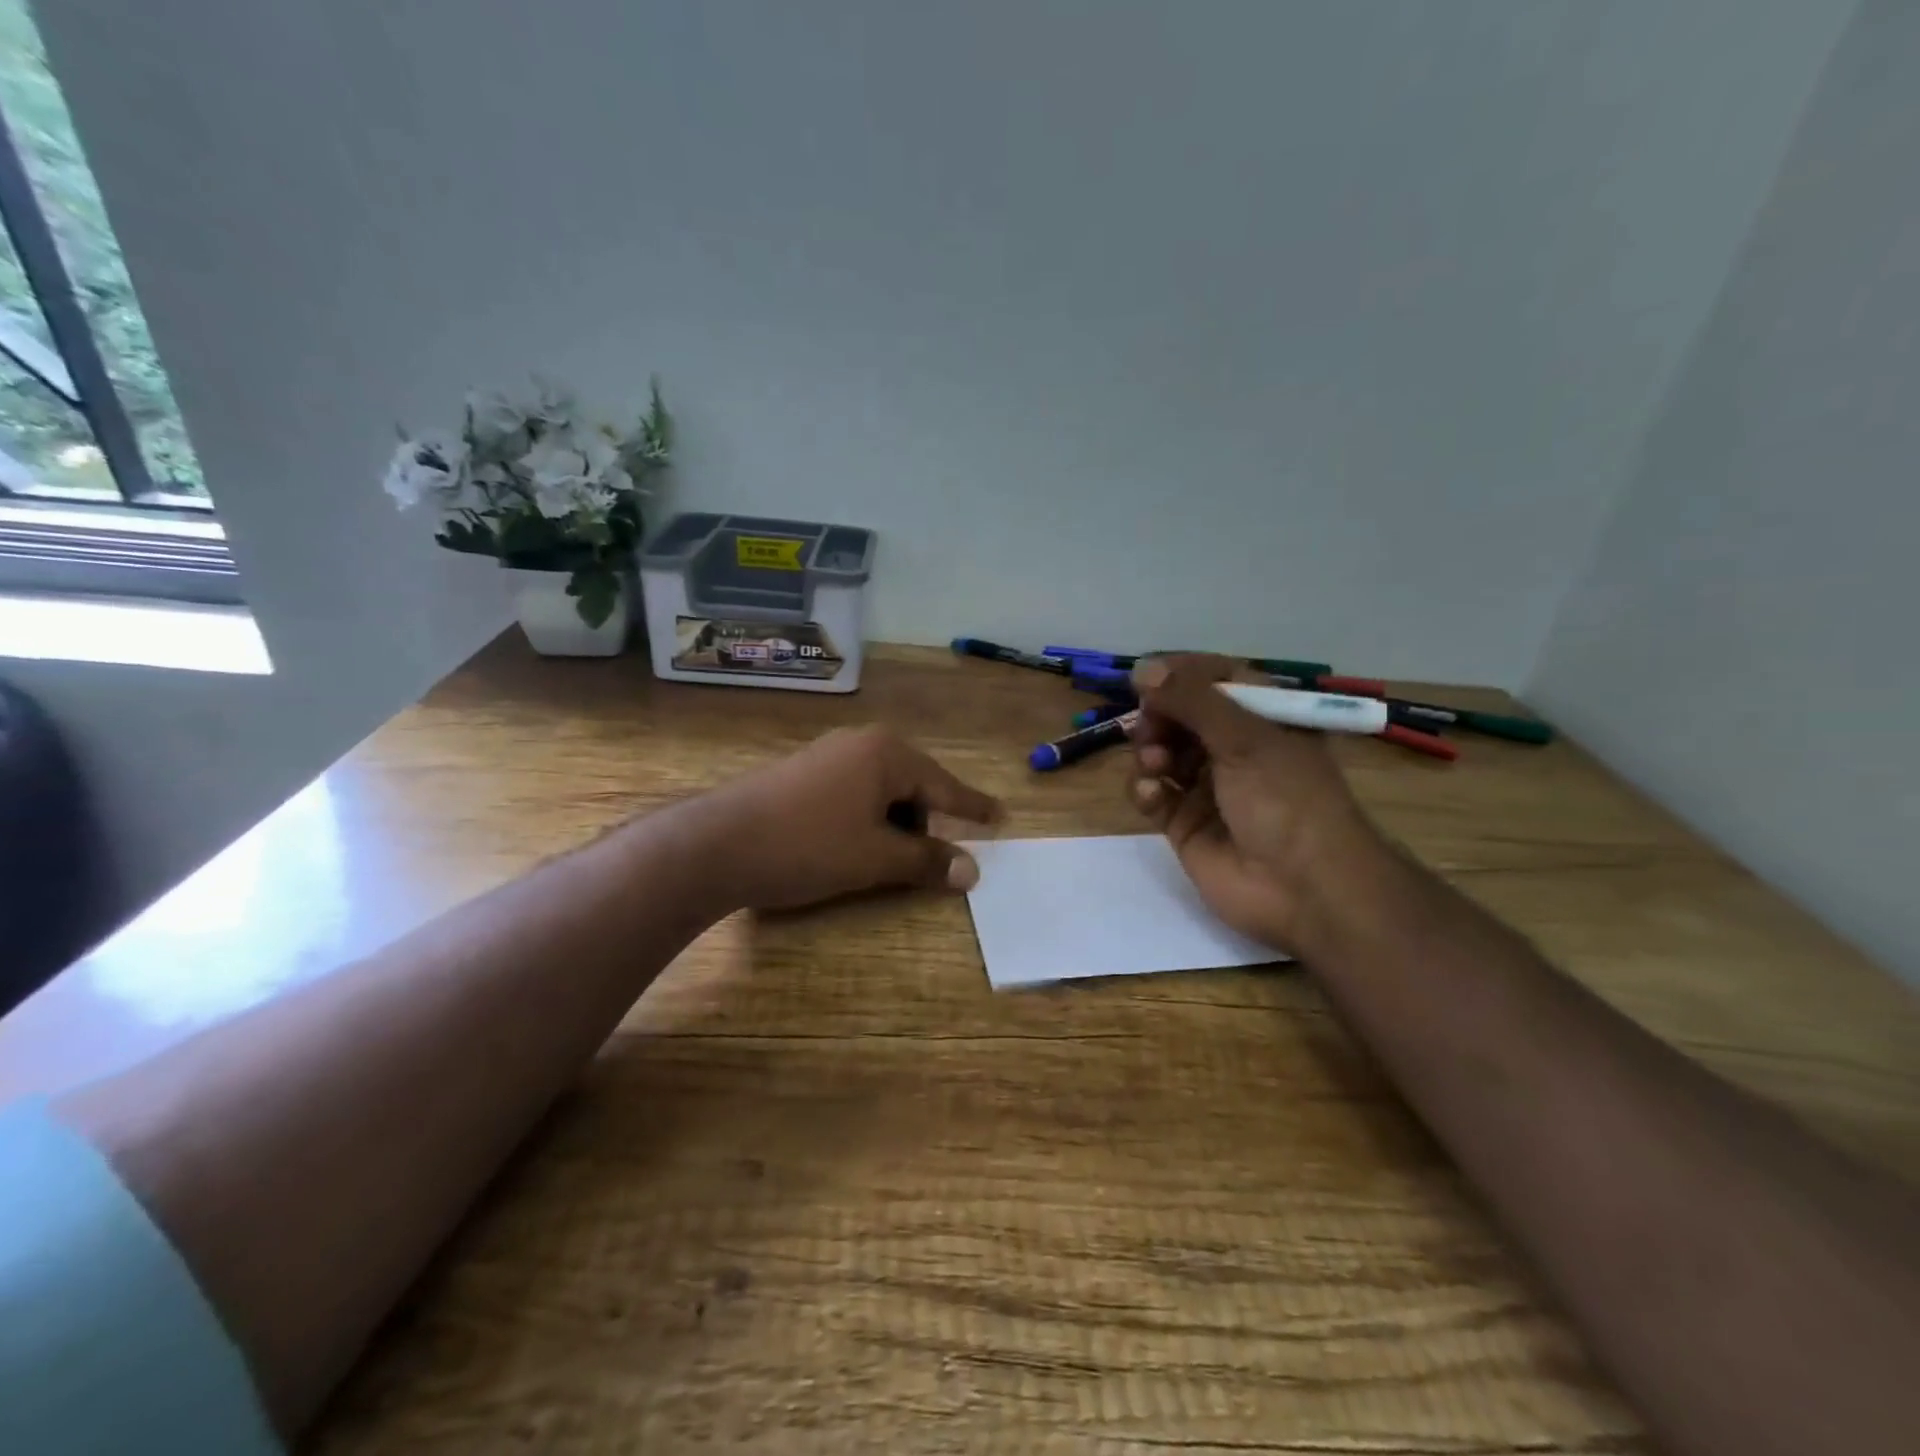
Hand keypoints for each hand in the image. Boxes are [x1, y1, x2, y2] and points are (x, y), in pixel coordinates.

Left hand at [691, 726, 1001, 911]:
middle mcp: (860, 744)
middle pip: (912, 786)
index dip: (972, 808)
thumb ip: (927, 860)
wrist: (716, 844)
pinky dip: (864, 820)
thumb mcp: (875, 857)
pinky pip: (853, 794)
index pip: (944, 786)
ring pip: (880, 792)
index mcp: (887, 754)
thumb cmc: (808, 846)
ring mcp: (828, 755)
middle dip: (923, 824)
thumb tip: (972, 871)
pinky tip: (849, 846)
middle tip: (926, 863)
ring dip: (891, 826)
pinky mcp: (802, 773)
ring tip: (879, 862)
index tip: (999, 817)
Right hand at [1128, 655, 1386, 950]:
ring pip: (1161, 753)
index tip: (1146, 677)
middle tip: (1150, 727)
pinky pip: (1154, 794)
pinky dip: (1146, 789)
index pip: (1215, 679)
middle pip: (1180, 716)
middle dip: (1159, 717)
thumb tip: (1142, 668)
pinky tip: (1154, 795)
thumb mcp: (1245, 737)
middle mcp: (1234, 749)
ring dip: (1150, 751)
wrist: (1304, 889)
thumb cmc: (1286, 799)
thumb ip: (1191, 699)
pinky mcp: (1185, 824)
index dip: (1180, 675)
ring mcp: (1208, 787)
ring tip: (1156, 765)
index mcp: (1263, 719)